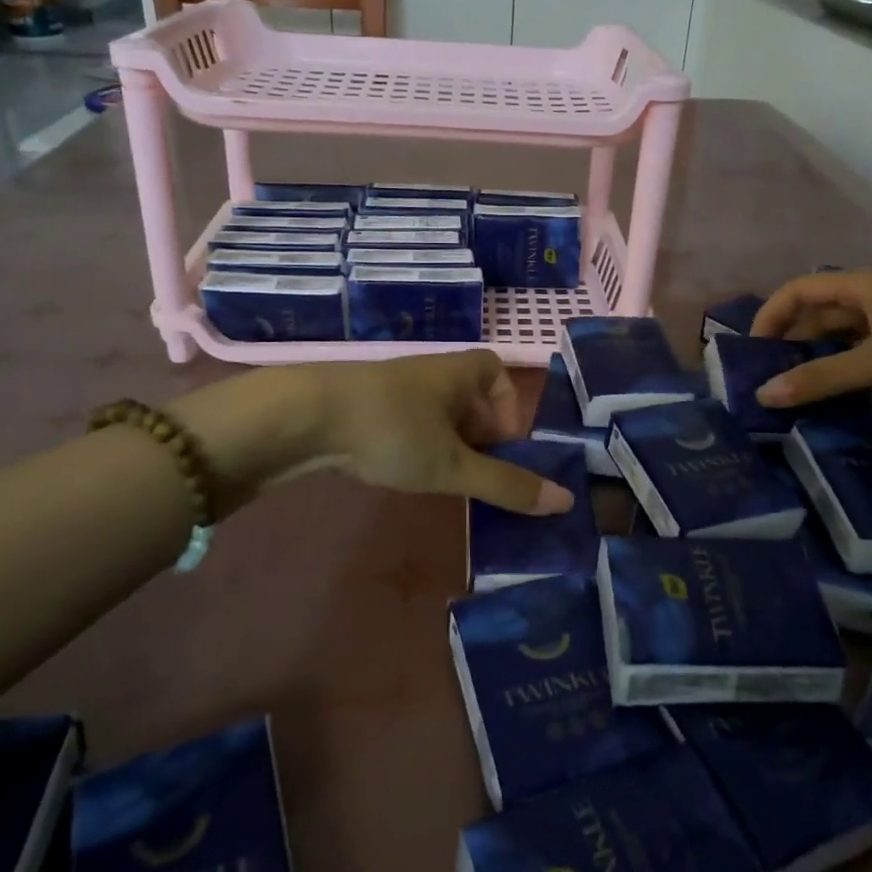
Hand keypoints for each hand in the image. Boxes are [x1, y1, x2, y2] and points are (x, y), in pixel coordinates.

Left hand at [311, 351, 572, 514]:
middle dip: (479, 435)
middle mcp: (432, 371)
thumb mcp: (454, 465)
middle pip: (469, 397)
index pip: (497, 373)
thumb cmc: (394, 430)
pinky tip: (401, 469)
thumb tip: (565, 501)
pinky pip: (408, 420)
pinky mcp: (367, 404)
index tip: (501, 446)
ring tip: (438, 477)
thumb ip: (507, 484)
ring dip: (446, 443)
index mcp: (461, 371)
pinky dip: (415, 444)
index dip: (507, 408)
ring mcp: (397, 386)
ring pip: (437, 412)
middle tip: (472, 472)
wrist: (307, 416)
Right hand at [750, 271, 871, 405]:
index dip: (769, 316)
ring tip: (804, 395)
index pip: (797, 291)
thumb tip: (763, 394)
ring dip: (824, 360)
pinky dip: (854, 369)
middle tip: (774, 383)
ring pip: (848, 336)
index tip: (752, 353)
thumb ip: (822, 379)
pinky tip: (850, 396)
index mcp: (859, 286)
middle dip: (793, 344)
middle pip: (820, 314)